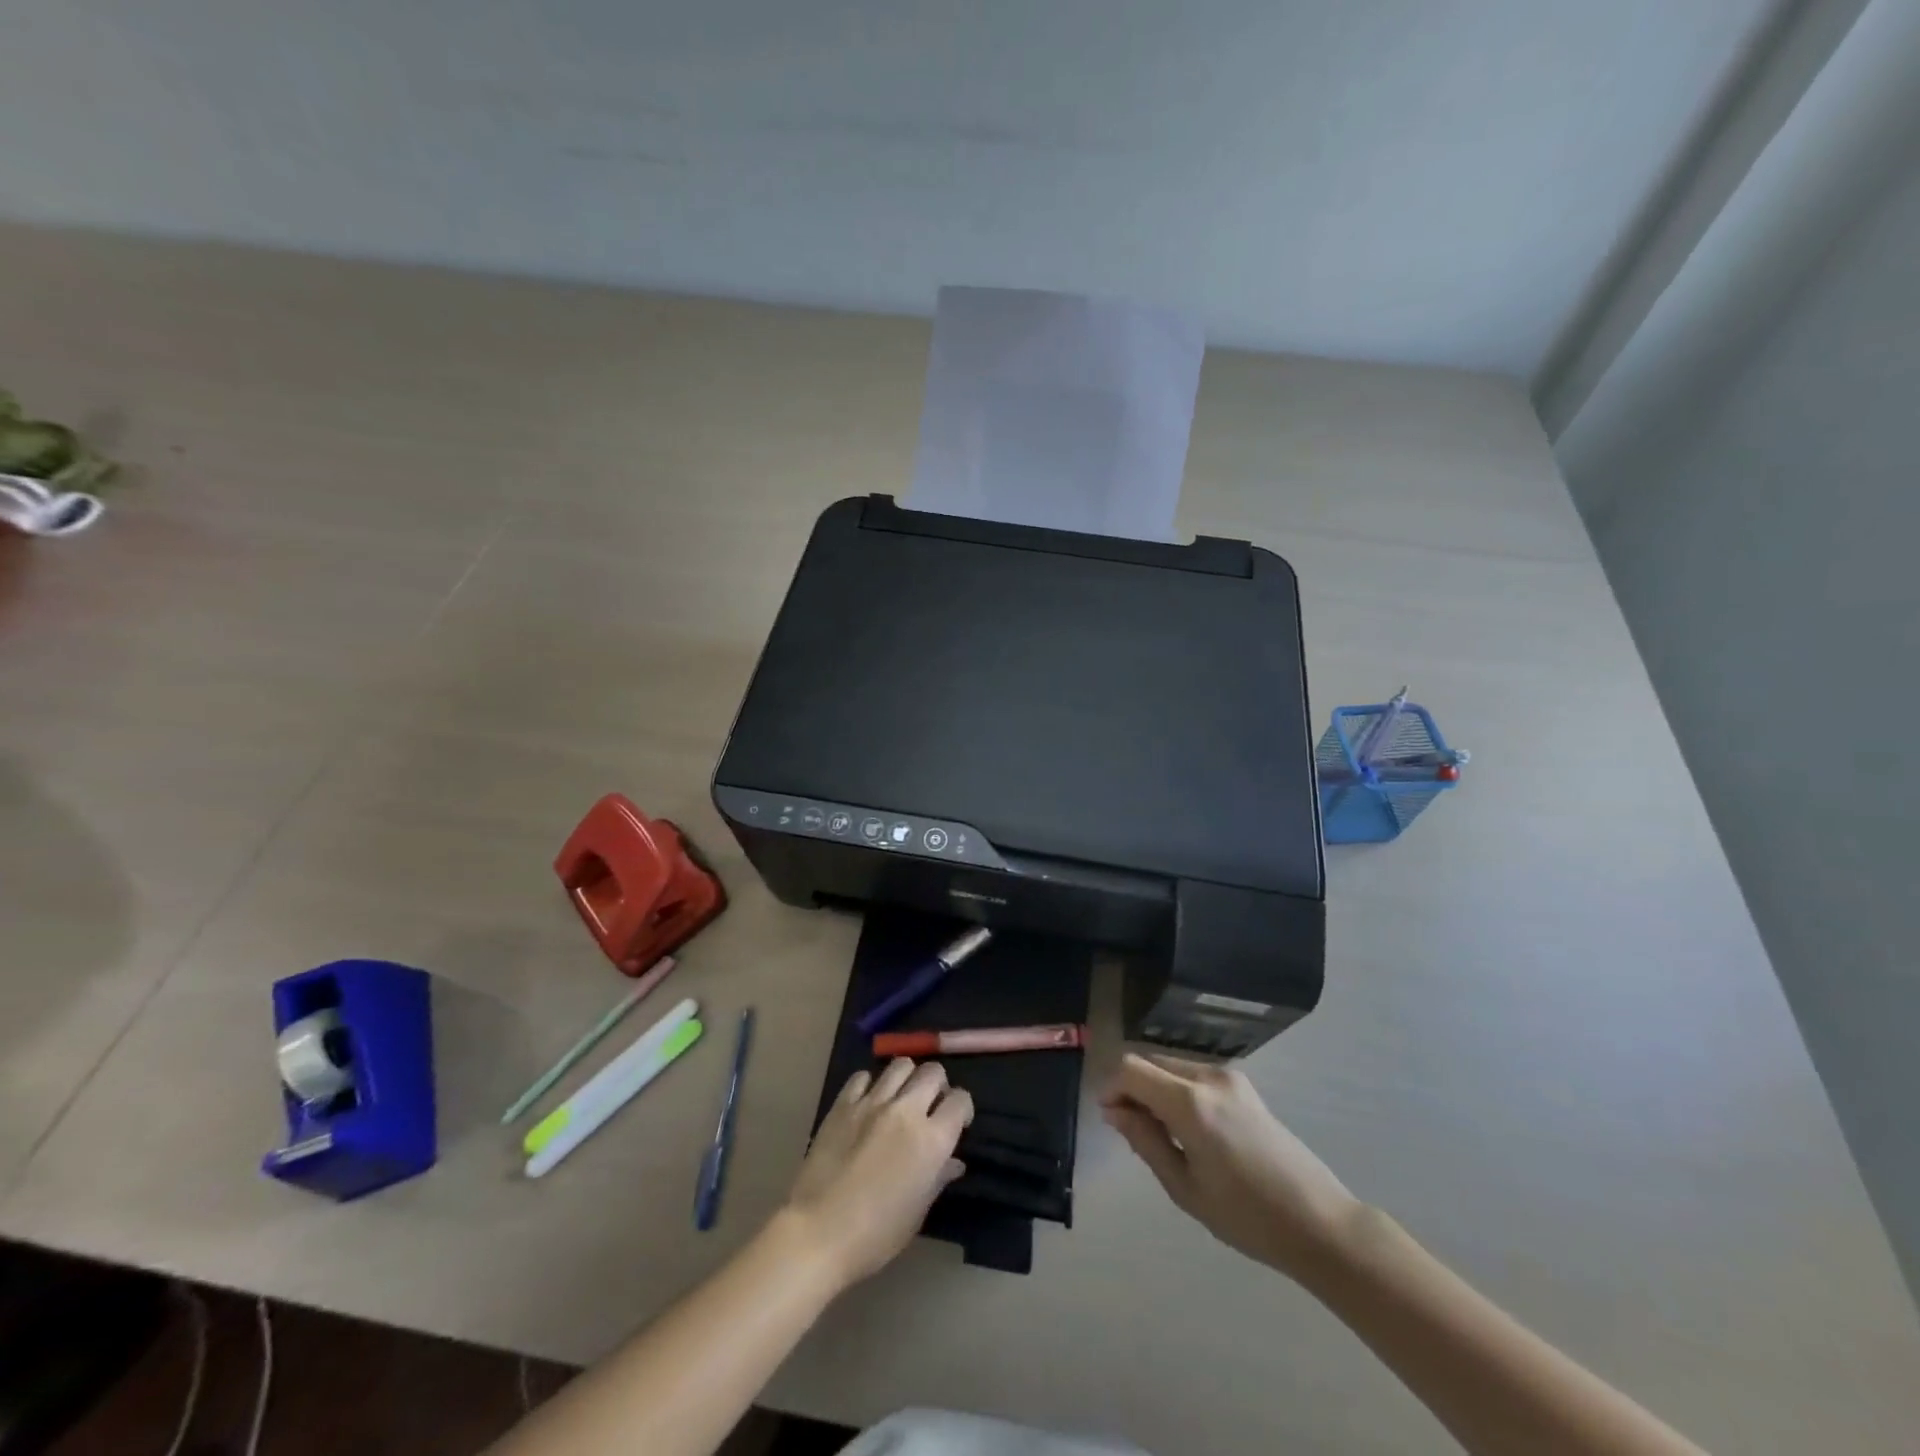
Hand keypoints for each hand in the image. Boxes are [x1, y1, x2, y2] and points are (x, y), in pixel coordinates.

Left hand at [782, 1059, 972, 1288]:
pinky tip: (868, 1103)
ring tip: (901, 1098)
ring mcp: (872, 1102)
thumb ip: (938, 1178)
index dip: (963, 1109)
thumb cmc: (876, 1234)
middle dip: (938, 1085)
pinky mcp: (843, 1104)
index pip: (960, 1101)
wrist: (818, 1233)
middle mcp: (906, 1110)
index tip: (957, 1123)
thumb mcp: (917, 1212)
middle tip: (930, 1106)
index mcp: (931, 1139)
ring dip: (907, 1078)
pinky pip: (863, 1077)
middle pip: (933, 1072)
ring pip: (900, 1065)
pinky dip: (870, 1085)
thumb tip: (953, 1162)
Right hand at [1100, 1053, 1359, 1280]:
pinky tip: (1189, 1130)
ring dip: (1155, 1088)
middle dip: (1132, 1087)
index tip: (1109, 1118)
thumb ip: (1145, 1141)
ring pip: (1172, 1066)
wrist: (1319, 1222)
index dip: (1112, 1087)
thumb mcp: (1185, 1188)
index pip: (1131, 1069)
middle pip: (1150, 1061)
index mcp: (1190, 1102)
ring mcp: (1229, 1077)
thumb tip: (1114, 1111)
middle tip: (1131, 1130)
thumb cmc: (1247, 1217)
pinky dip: (1177, 1091)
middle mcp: (1208, 1076)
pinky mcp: (1243, 1085)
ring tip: (1162, 1135)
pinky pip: (1194, 1075)